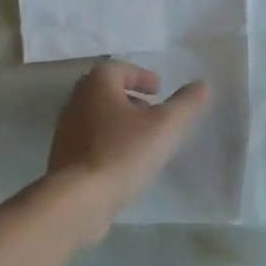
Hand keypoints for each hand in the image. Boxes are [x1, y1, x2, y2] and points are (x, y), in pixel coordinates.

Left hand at [49, 61, 208, 214]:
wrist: (79, 197)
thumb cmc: (123, 152)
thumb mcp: (164, 126)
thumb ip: (185, 104)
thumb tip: (201, 85)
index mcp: (97, 85)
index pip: (118, 68)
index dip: (140, 76)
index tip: (158, 90)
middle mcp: (76, 100)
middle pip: (105, 91)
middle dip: (130, 98)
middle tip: (152, 111)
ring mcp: (66, 129)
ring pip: (97, 116)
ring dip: (119, 121)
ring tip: (143, 139)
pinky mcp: (63, 156)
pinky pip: (90, 140)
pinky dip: (108, 142)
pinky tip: (124, 162)